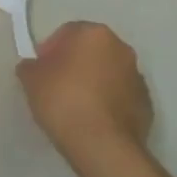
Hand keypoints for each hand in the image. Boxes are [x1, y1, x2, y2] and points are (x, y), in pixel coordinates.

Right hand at [16, 22, 154, 176]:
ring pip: (108, 72)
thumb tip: (34, 67)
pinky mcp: (146, 103)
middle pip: (91, 50)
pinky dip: (107, 101)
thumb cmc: (63, 100)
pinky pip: (120, 95)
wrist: (102, 144)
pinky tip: (92, 119)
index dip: (50, 49)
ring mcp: (137, 76)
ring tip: (75, 105)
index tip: (41, 69)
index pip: (67, 32)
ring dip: (93, 81)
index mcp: (94, 34)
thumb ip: (30, 66)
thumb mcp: (31, 79)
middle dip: (74, 62)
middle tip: (56, 84)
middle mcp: (121, 48)